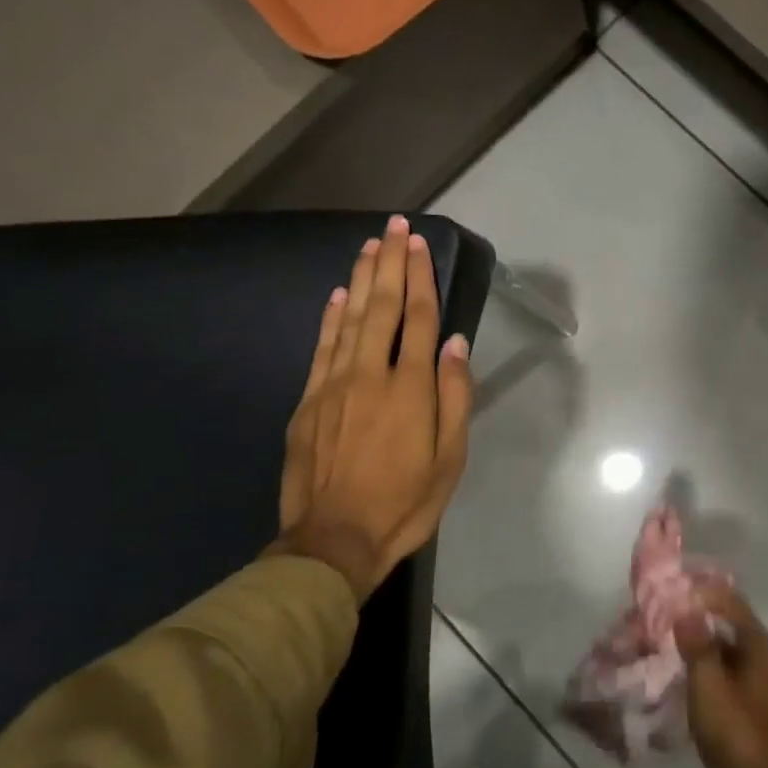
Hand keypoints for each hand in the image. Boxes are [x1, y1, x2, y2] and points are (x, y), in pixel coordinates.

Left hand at [277, 216, 473, 600]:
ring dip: (361, 279)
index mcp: (411, 388)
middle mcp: (372, 374)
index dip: (421, 278)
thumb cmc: (404, 503)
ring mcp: (335, 385)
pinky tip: (338, 295)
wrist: (333, 541)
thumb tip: (457, 345)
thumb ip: (456, 397)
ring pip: (350, 319)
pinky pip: (321, 348)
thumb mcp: (450, 459)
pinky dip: (330, 318)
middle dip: (391, 263)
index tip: (420, 244)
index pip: (420, 319)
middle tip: (394, 226)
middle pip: (383, 307)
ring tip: (370, 246)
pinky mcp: (309, 402)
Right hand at [675, 586, 767, 767]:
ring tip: (665, 646)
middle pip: (729, 629)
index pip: (731, 604)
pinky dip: (704, 677)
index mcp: (761, 649)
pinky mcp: (752, 719)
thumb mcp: (709, 685)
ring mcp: (761, 693)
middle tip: (661, 617)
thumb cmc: (737, 736)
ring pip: (726, 659)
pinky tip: (681, 683)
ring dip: (699, 650)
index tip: (670, 590)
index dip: (702, 593)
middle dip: (697, 621)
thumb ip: (697, 644)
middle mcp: (766, 664)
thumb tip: (686, 608)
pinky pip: (725, 684)